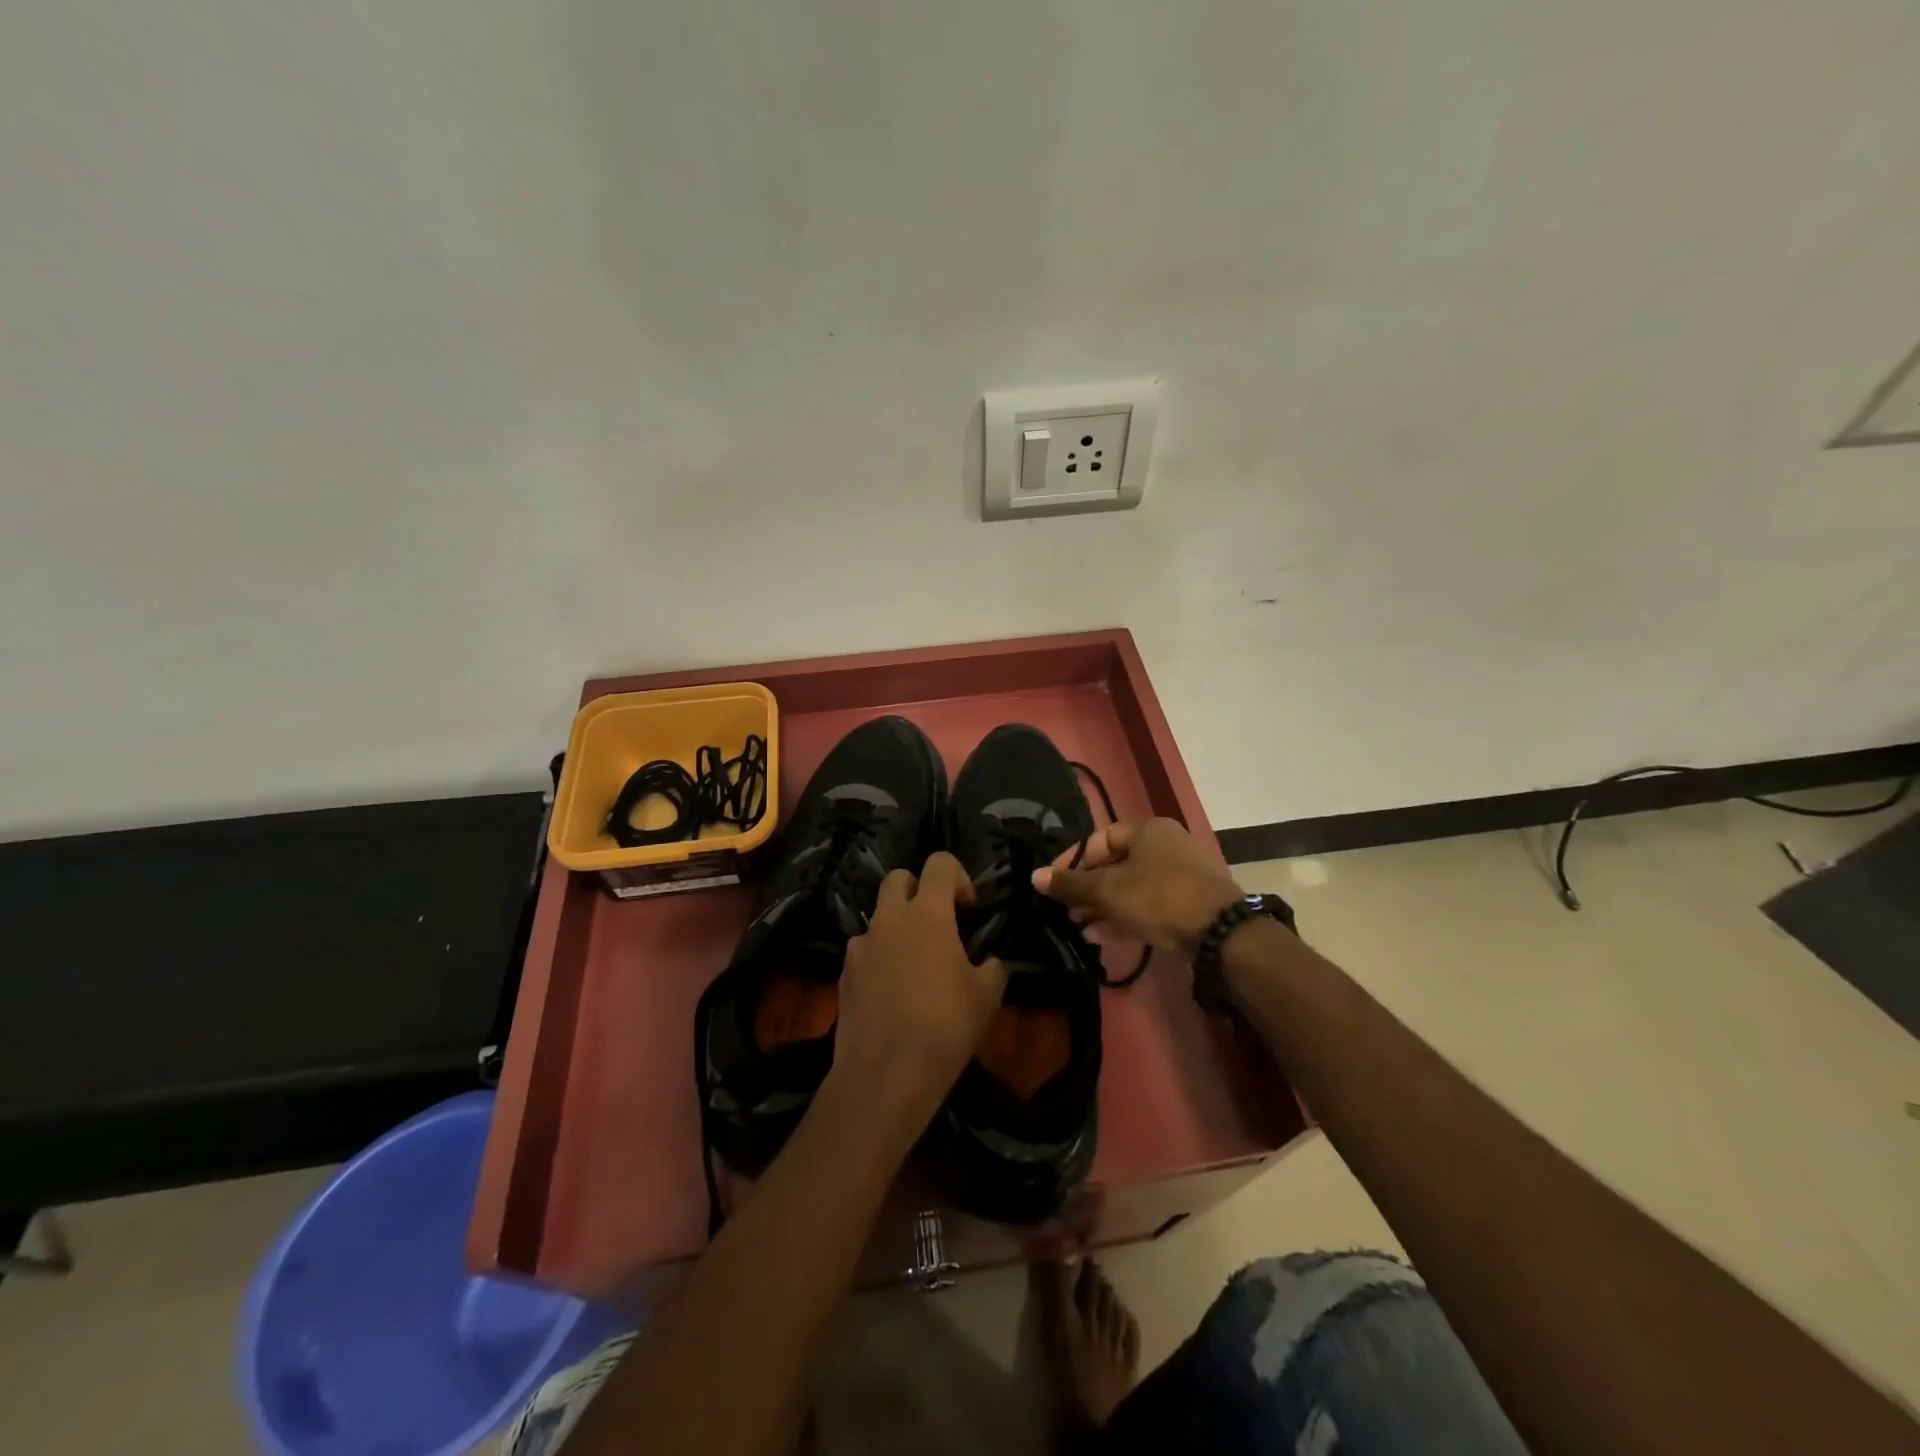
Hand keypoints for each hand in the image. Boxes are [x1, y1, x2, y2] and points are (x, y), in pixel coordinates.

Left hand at [833, 852, 1008, 1124]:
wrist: (885, 1075)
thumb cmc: (944, 1027)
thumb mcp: (986, 997)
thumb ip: (992, 968)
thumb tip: (990, 962)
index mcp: (927, 914)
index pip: (939, 863)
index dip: (958, 877)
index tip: (968, 908)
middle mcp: (889, 919)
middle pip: (899, 878)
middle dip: (919, 890)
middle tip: (937, 924)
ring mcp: (861, 945)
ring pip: (879, 917)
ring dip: (897, 928)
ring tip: (914, 966)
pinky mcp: (843, 973)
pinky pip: (864, 951)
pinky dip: (879, 959)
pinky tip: (891, 993)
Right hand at [1032, 818, 1244, 958]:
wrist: (1221, 933)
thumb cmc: (1158, 898)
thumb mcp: (1107, 891)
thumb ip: (1070, 884)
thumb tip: (1034, 876)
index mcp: (1147, 830)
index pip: (1098, 839)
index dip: (1072, 861)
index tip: (1053, 884)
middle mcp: (1164, 846)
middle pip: (1114, 865)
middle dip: (1086, 890)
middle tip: (1066, 911)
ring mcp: (1179, 875)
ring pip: (1130, 888)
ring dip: (1102, 908)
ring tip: (1079, 928)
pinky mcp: (1187, 903)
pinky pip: (1147, 905)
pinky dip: (1124, 917)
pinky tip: (1101, 938)